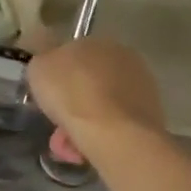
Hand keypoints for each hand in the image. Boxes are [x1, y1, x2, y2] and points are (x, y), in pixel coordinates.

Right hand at [27, 38, 166, 145]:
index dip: (56, 76)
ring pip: (101, 105)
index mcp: (97, 41)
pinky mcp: (151, 114)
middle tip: (56, 123)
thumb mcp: (38, 68)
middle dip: (71, 103)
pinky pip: (115, 123)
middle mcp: (124, 58)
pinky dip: (101, 134)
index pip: (72, 54)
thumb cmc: (71, 94)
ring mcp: (142, 86)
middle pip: (87, 82)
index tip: (46, 95)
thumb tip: (49, 62)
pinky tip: (86, 148)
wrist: (113, 132)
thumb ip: (43, 61)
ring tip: (68, 144)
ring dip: (83, 122)